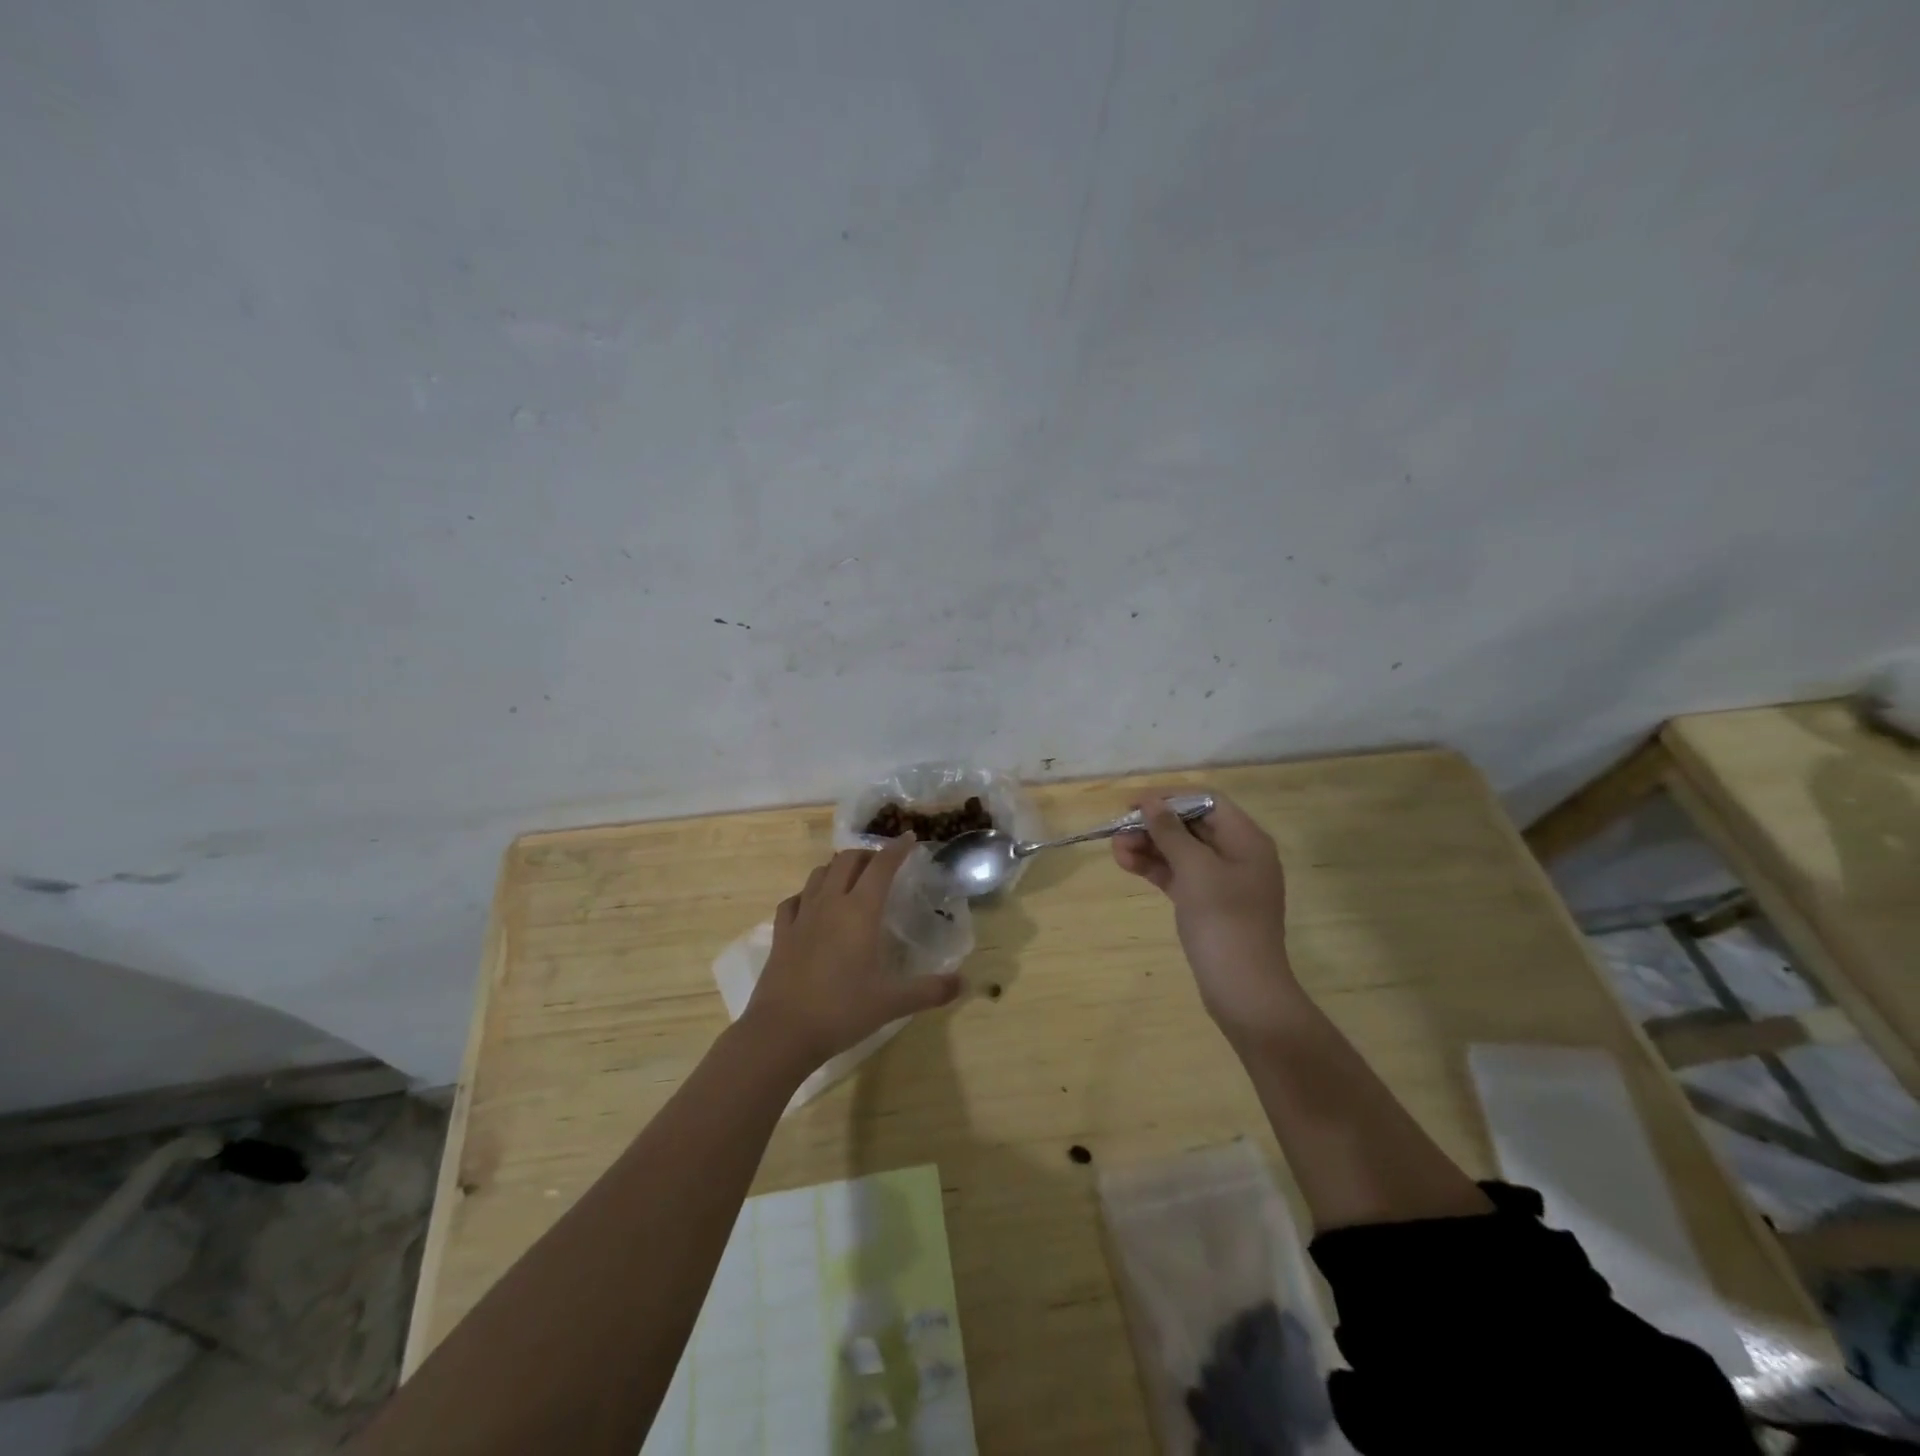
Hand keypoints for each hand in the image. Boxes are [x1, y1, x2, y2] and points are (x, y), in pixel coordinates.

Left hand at [744, 836, 962, 1073]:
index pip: (881, 866)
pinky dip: (807, 894)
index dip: (896, 849)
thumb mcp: (892, 1002)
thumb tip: (964, 983)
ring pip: (819, 874)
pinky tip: (812, 906)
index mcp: (859, 911)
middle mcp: (830, 904)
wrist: (782, 1032)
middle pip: (847, 860)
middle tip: (882, 864)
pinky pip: (793, 900)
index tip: (909, 838)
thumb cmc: (842, 1010)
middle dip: (867, 854)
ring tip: (850, 879)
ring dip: (837, 868)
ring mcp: (801, 916)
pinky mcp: (781, 934)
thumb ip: (930, 991)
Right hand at [1113, 792, 1303, 1048]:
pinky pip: (1179, 875)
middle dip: (1154, 825)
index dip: (1169, 798)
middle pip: (1191, 825)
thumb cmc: (1224, 922)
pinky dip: (1155, 868)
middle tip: (1118, 832)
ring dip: (1149, 846)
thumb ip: (1171, 832)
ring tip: (1116, 851)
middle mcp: (1238, 854)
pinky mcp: (1208, 904)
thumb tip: (1151, 802)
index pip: (1206, 801)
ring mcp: (1223, 881)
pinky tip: (1128, 865)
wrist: (1244, 991)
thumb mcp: (1195, 870)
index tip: (1132, 805)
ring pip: (1181, 851)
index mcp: (1246, 839)